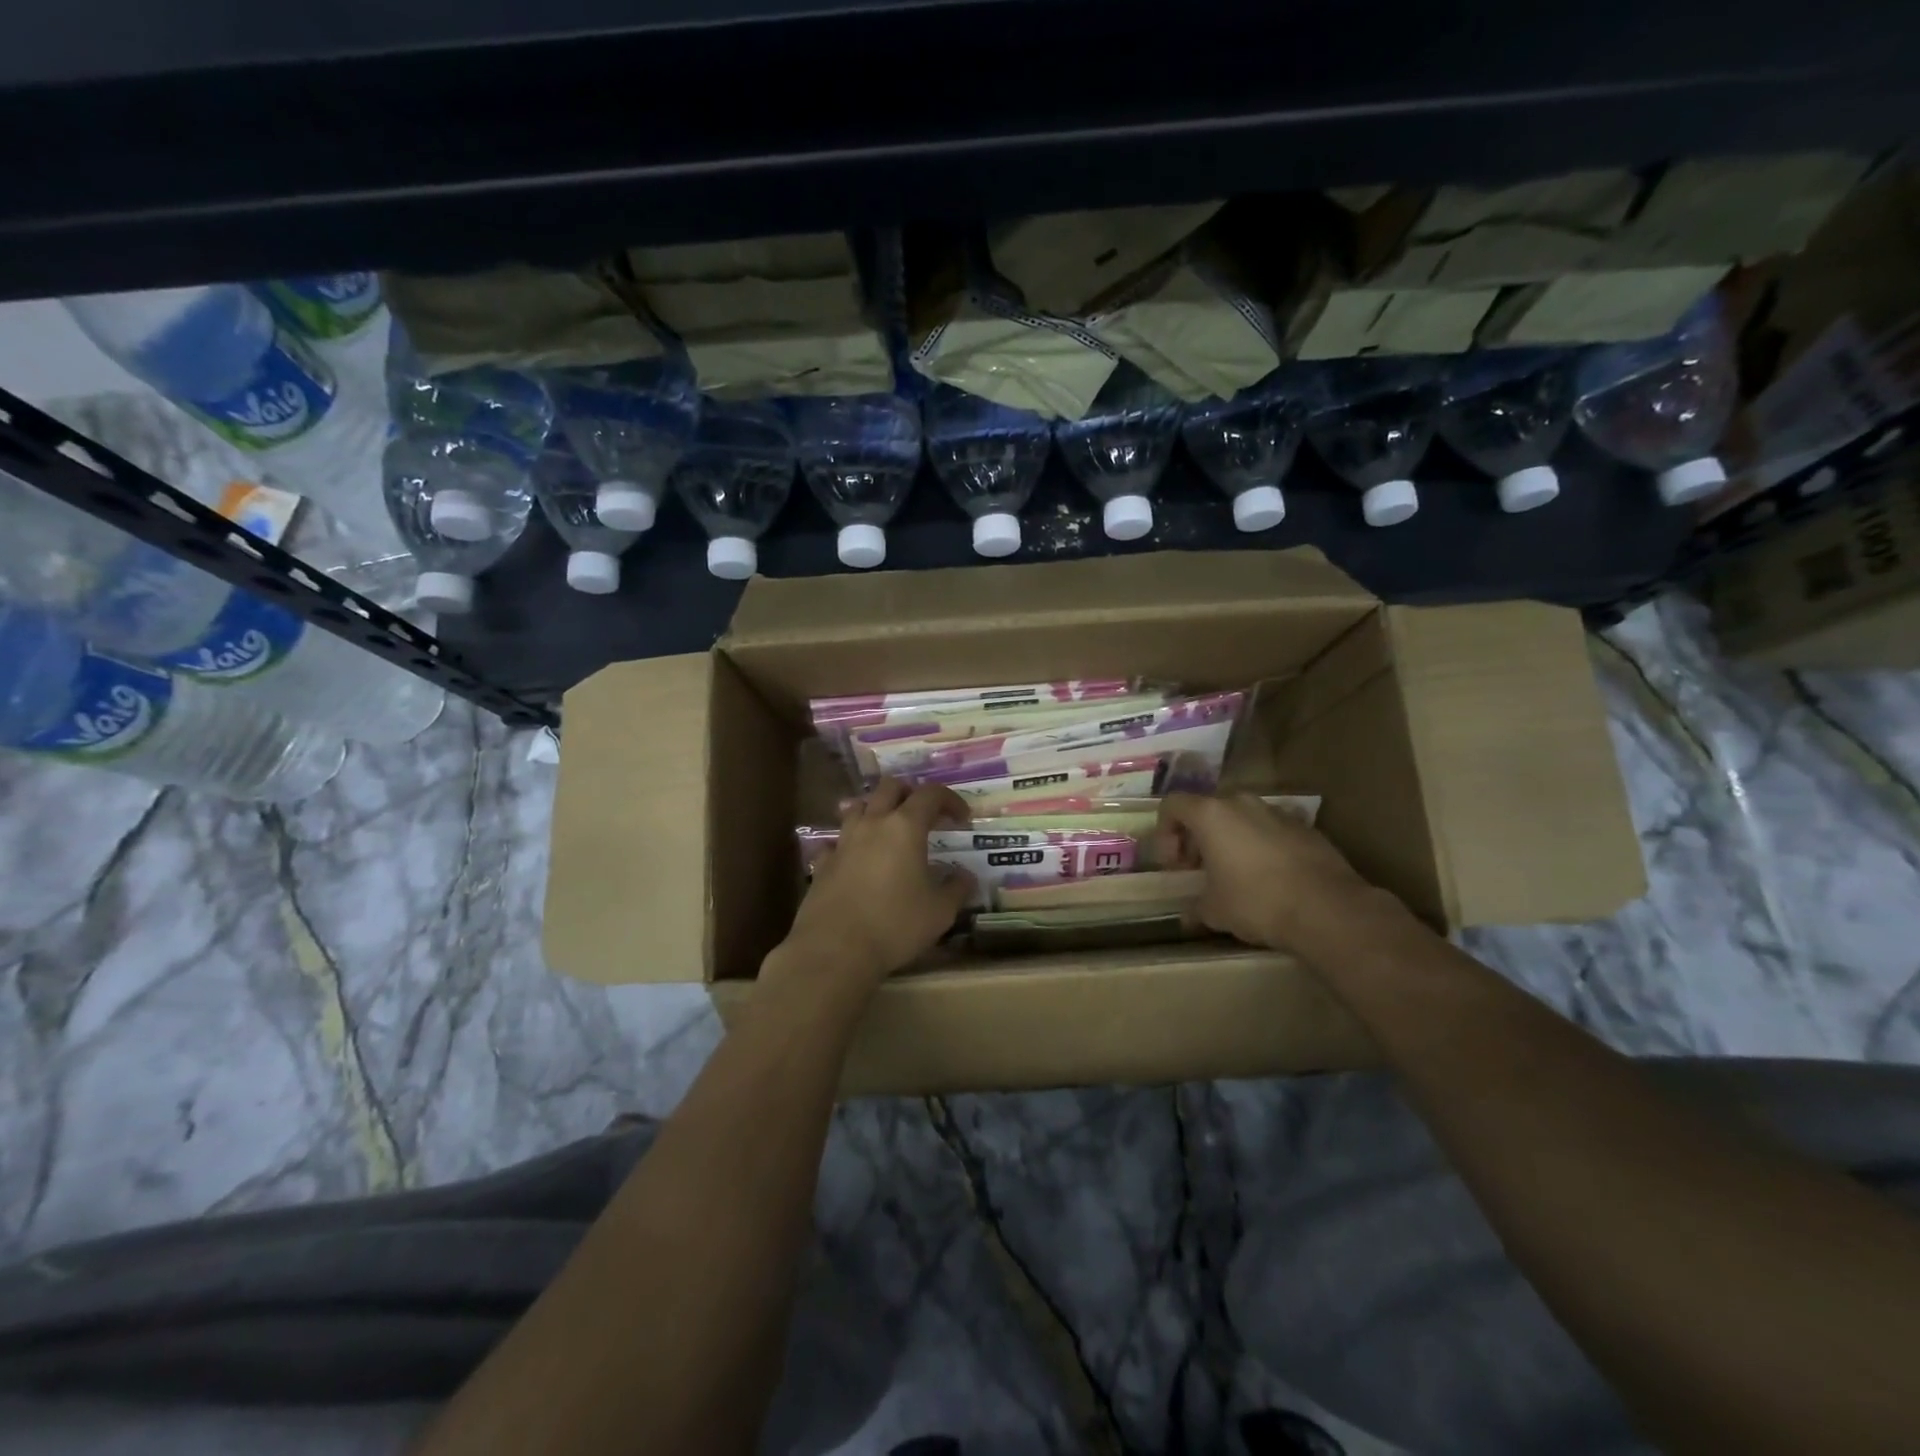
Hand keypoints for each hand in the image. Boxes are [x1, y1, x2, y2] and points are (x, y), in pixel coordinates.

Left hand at [780, 778, 975, 987]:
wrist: (835, 949)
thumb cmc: (895, 925)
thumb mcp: (940, 911)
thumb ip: (957, 888)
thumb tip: (965, 876)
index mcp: (905, 827)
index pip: (931, 794)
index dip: (950, 799)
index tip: (962, 818)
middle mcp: (872, 823)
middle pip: (890, 787)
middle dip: (911, 794)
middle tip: (925, 815)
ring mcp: (843, 841)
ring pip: (859, 806)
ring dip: (877, 810)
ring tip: (889, 830)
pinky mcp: (823, 862)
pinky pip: (836, 840)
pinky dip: (850, 842)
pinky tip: (856, 859)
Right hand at [1155, 792, 1381, 952]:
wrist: (1327, 909)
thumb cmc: (1256, 902)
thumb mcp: (1214, 910)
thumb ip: (1195, 906)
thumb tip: (1188, 916)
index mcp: (1211, 814)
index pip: (1172, 805)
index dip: (1165, 833)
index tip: (1175, 865)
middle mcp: (1242, 803)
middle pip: (1207, 809)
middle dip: (1198, 837)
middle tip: (1200, 869)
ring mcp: (1278, 812)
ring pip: (1242, 817)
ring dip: (1231, 839)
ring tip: (1236, 873)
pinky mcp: (1306, 827)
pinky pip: (1271, 830)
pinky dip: (1262, 846)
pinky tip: (1270, 878)